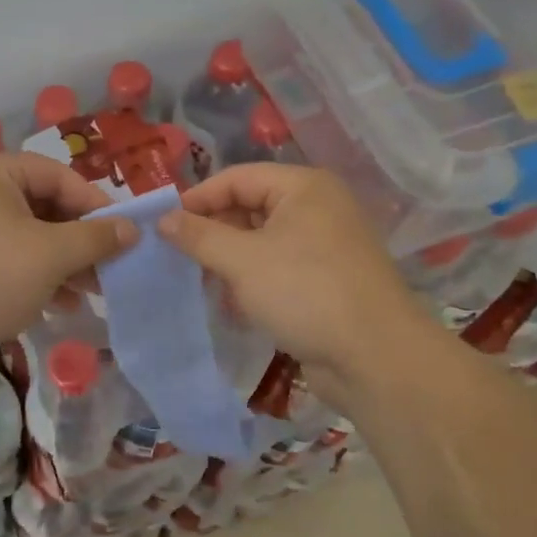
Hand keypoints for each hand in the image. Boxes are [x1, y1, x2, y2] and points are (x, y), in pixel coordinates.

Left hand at [0, 153, 137, 378]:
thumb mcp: (51, 254)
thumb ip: (95, 238)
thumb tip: (131, 228)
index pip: (58, 176)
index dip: (95, 204)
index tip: (125, 235)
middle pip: (44, 208)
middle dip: (80, 241)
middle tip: (111, 268)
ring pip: (30, 239)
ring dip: (65, 264)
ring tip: (93, 292)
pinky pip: (10, 263)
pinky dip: (38, 279)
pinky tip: (62, 306)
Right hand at [159, 163, 440, 388]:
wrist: (375, 358)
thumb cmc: (305, 292)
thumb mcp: (242, 260)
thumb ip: (199, 235)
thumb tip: (162, 219)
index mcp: (302, 187)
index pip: (236, 178)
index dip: (196, 199)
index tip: (162, 226)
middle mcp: (316, 207)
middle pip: (249, 207)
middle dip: (213, 232)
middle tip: (177, 257)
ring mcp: (324, 245)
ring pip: (261, 241)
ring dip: (229, 260)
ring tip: (202, 282)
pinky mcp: (326, 280)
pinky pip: (278, 268)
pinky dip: (252, 280)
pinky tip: (233, 305)